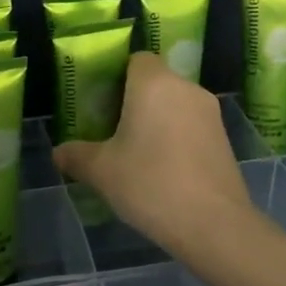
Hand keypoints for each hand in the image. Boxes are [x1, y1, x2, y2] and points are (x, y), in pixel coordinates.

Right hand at [53, 53, 252, 251]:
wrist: (214, 226)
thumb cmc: (150, 183)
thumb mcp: (101, 171)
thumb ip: (76, 156)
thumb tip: (59, 153)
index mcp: (154, 83)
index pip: (137, 59)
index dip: (119, 75)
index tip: (104, 102)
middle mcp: (185, 88)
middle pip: (157, 81)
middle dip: (136, 100)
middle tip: (114, 129)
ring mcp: (210, 114)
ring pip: (176, 104)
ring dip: (159, 120)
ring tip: (138, 152)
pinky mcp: (225, 139)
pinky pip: (193, 126)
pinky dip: (178, 137)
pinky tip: (165, 169)